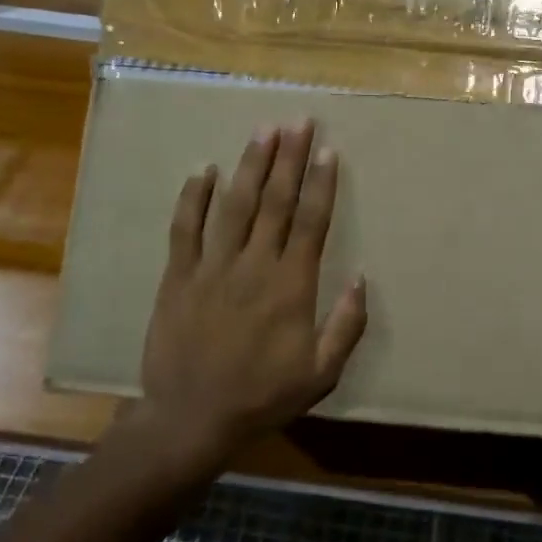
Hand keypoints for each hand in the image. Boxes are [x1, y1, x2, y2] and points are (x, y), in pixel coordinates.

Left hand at [137, 120, 367, 465]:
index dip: (321, 183)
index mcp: (291, 285)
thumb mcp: (321, 374)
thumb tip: (362, 278)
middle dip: (290, 158)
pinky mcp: (179, 276)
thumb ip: (346, 325)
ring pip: (235, 205)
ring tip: (264, 131)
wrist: (191, 419)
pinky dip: (193, 197)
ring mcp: (213, 267)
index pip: (311, 222)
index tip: (328, 149)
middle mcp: (255, 265)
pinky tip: (204, 169)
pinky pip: (185, 228)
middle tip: (300, 121)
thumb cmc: (262, 396)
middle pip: (276, 201)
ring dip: (251, 165)